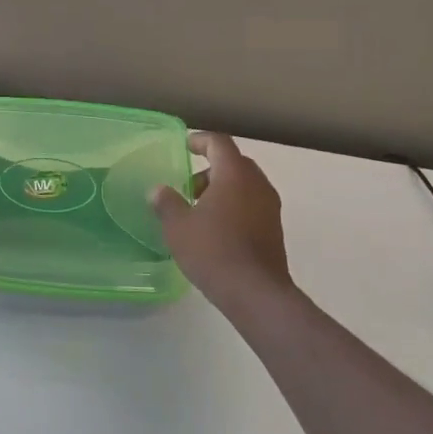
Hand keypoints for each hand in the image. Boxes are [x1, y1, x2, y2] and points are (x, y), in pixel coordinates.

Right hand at [152, 133, 295, 319]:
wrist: (256, 293)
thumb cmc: (213, 251)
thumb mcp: (178, 227)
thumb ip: (166, 203)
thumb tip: (158, 190)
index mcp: (234, 174)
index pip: (219, 143)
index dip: (200, 140)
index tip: (185, 146)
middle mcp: (257, 183)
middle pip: (234, 163)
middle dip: (211, 169)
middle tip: (189, 187)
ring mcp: (270, 207)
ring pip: (245, 185)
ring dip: (223, 189)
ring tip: (200, 211)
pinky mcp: (274, 229)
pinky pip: (252, 204)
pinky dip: (235, 206)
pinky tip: (217, 230)